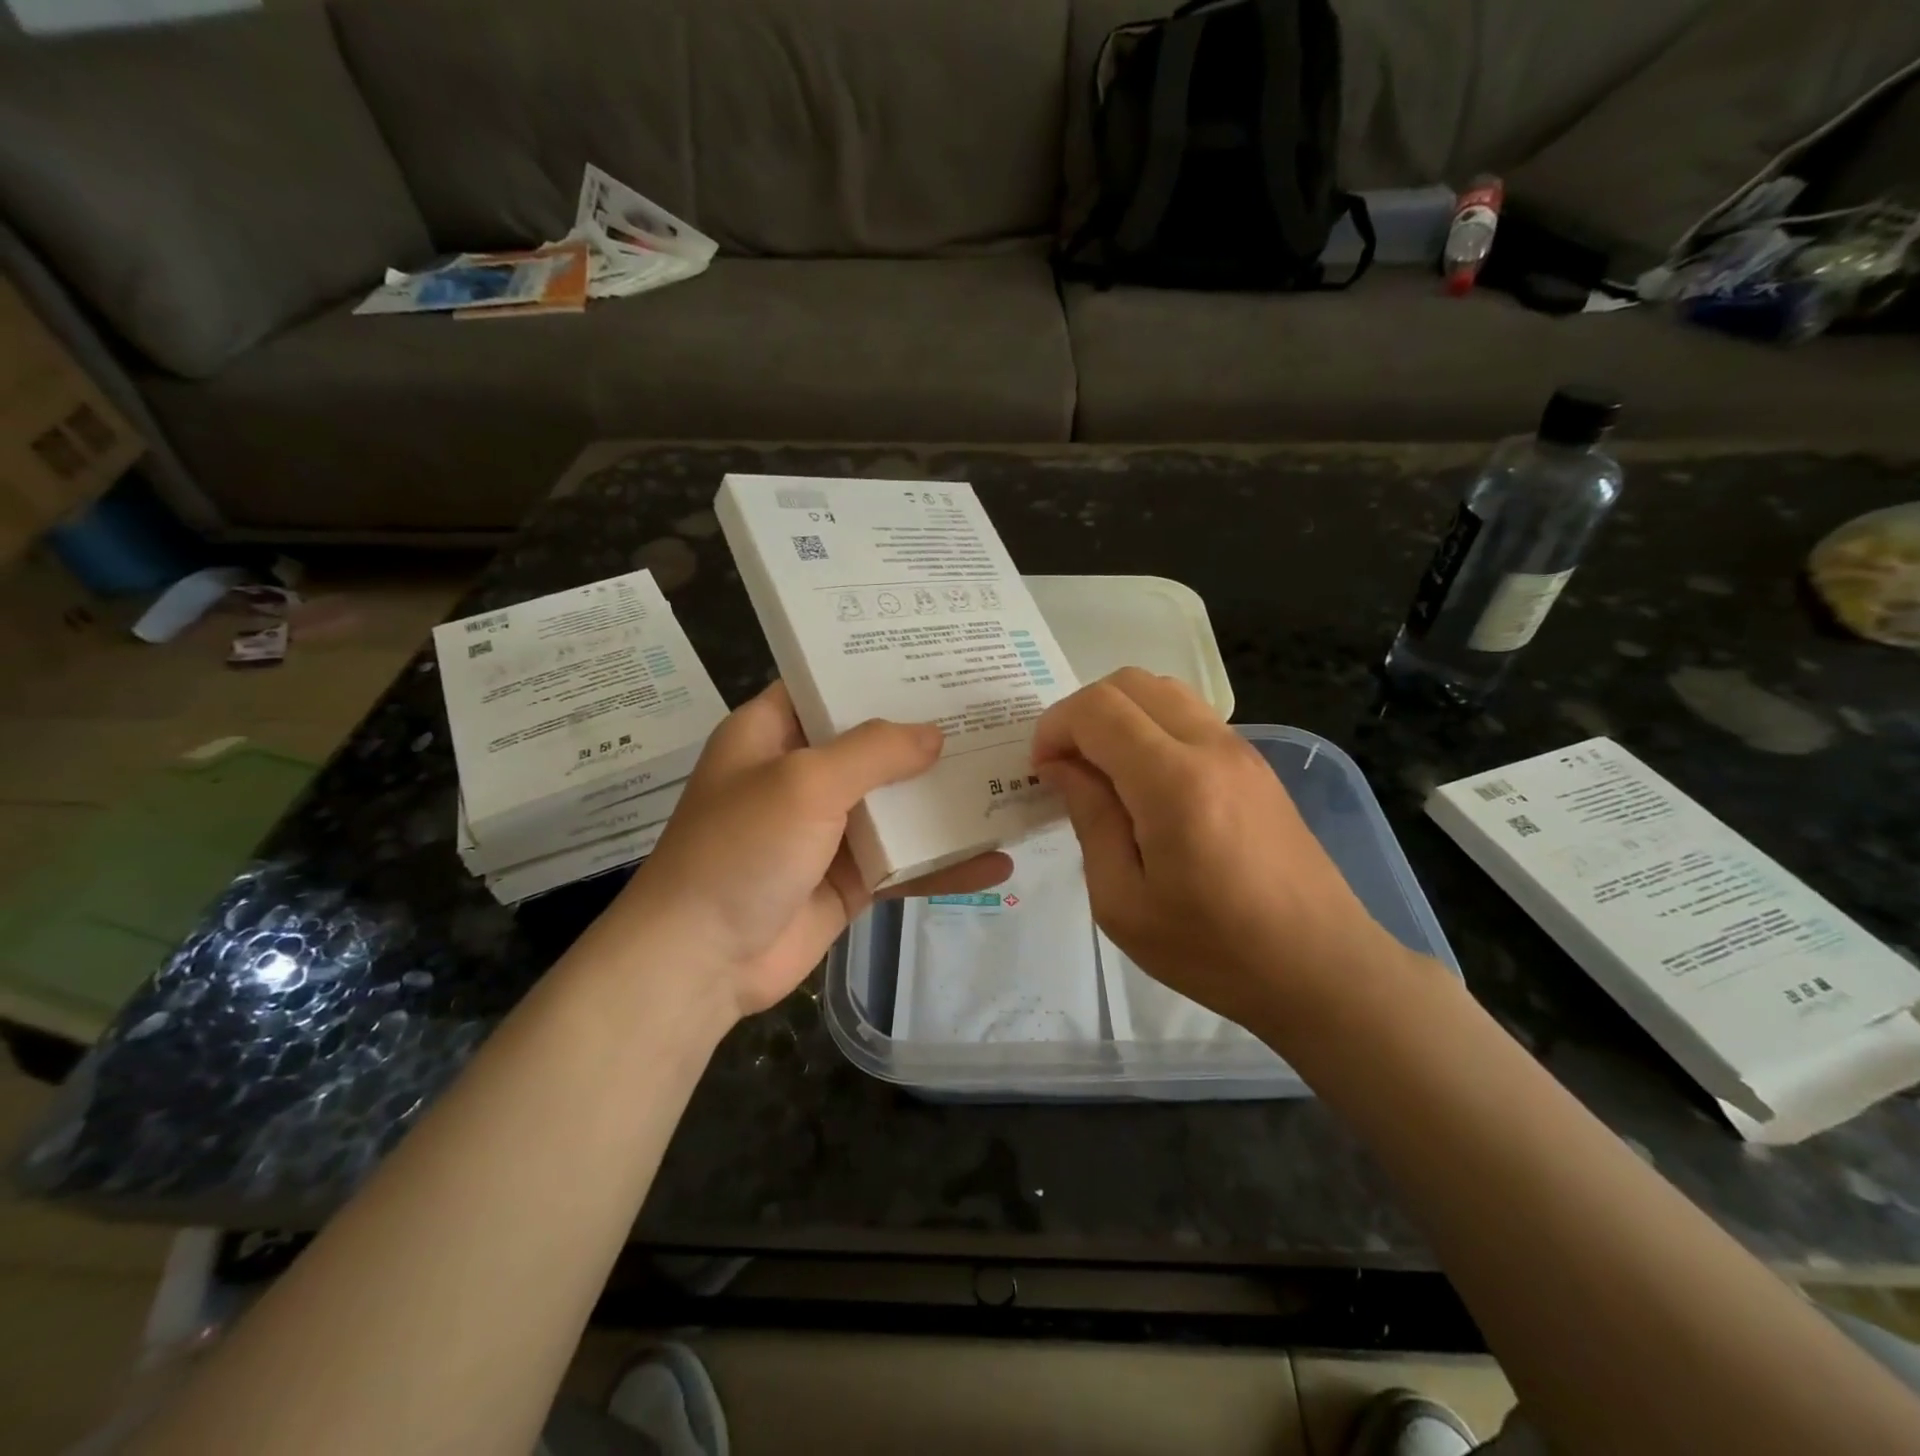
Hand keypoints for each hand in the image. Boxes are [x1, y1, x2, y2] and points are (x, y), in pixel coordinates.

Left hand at [602, 683, 1011, 1019]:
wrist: (700, 962)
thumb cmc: (741, 849)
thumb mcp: (805, 782)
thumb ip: (874, 752)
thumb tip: (935, 735)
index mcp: (773, 734)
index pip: (828, 684)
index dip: (876, 670)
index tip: (936, 657)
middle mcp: (801, 775)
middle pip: (873, 744)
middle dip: (928, 734)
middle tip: (993, 712)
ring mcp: (828, 830)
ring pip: (897, 804)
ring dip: (945, 800)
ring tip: (1011, 777)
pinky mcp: (850, 878)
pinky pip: (905, 862)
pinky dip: (946, 864)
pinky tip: (998, 862)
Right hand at [1031, 668, 1404, 1035]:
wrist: (1321, 969)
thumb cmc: (1213, 950)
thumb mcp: (1123, 902)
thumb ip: (1090, 819)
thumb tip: (1063, 767)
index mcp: (1173, 782)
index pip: (1097, 710)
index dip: (1054, 728)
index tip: (1041, 772)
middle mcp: (1211, 747)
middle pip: (1130, 682)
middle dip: (1083, 713)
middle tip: (1067, 768)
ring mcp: (1241, 751)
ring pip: (1164, 691)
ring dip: (1120, 716)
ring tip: (1104, 772)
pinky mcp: (1256, 765)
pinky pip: (1191, 716)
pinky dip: (1152, 727)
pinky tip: (1146, 784)